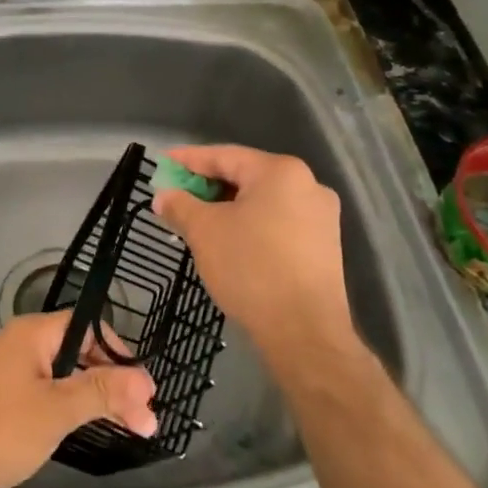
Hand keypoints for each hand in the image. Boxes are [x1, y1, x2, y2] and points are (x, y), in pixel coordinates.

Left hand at [0, 312, 156, 487]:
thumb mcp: (56, 410)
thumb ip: (101, 391)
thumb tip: (146, 379)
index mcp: (34, 333)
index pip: (90, 328)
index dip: (120, 356)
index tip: (144, 393)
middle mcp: (21, 342)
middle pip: (78, 352)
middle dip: (112, 383)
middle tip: (143, 422)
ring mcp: (7, 369)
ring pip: (62, 375)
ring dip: (92, 397)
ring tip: (123, 428)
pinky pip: (44, 391)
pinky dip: (67, 406)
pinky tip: (81, 428)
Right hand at [150, 145, 358, 361]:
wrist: (304, 332)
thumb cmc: (251, 268)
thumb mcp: (204, 231)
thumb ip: (180, 205)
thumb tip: (164, 196)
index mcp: (280, 172)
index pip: (224, 156)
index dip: (188, 160)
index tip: (162, 164)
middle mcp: (308, 185)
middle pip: (246, 176)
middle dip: (207, 186)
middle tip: (176, 196)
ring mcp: (321, 217)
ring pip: (263, 201)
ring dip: (228, 208)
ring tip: (197, 220)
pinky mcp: (324, 246)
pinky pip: (278, 222)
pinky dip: (250, 225)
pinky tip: (229, 241)